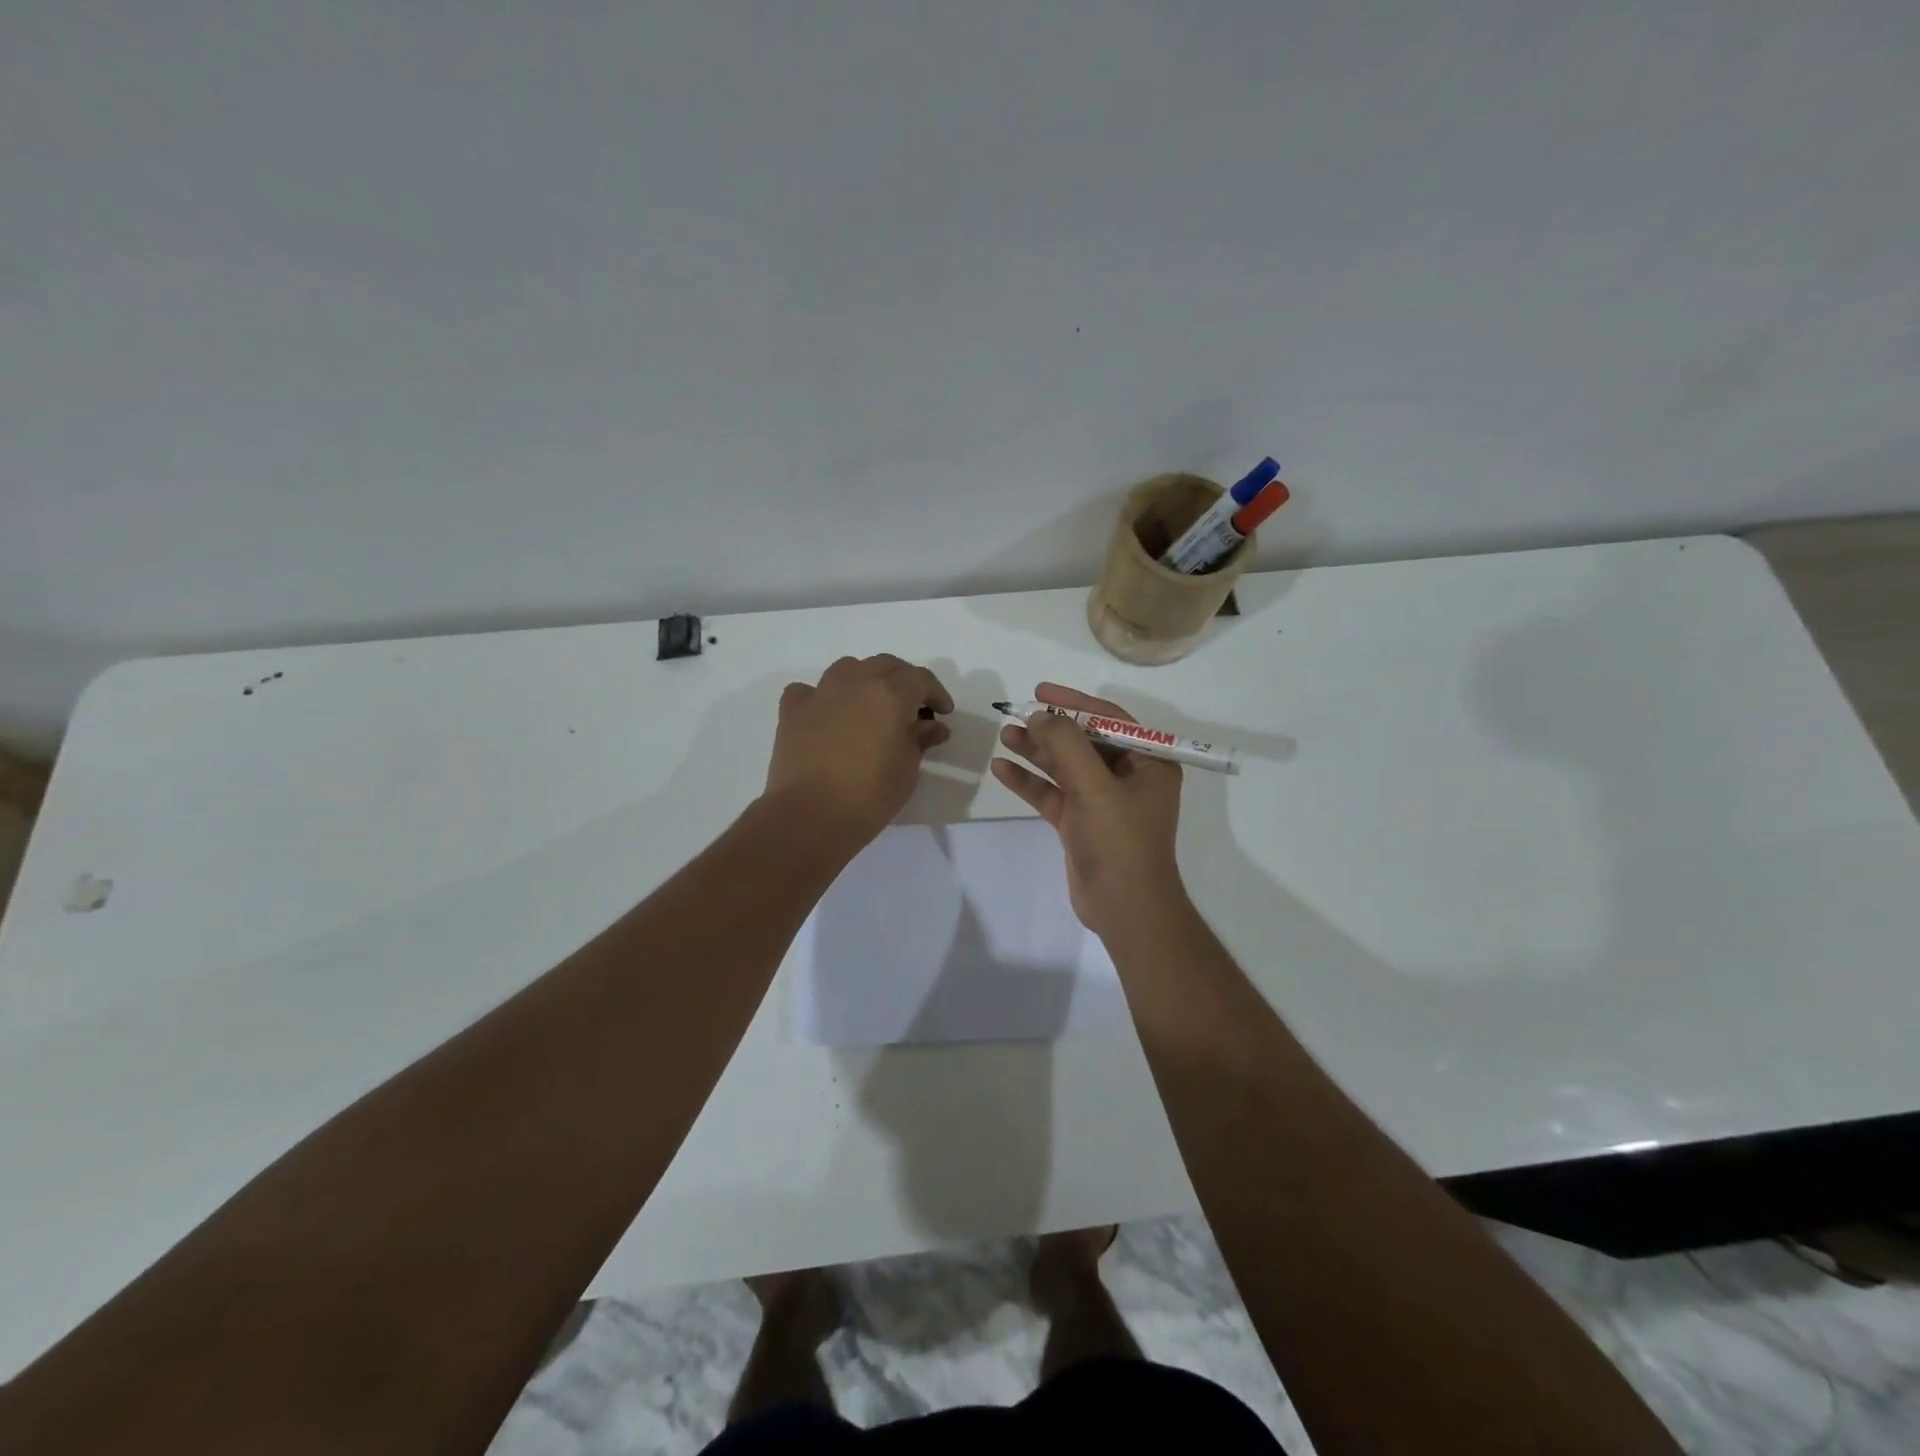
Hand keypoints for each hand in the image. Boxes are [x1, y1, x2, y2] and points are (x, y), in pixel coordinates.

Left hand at [765, 655, 953, 848]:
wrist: (810, 816)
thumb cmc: (870, 795)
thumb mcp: (907, 769)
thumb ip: (920, 740)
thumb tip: (932, 726)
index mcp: (890, 694)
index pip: (920, 679)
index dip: (936, 692)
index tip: (943, 712)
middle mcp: (855, 682)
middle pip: (885, 665)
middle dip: (903, 681)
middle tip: (911, 706)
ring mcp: (820, 693)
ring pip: (848, 669)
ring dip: (864, 680)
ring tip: (870, 704)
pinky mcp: (792, 710)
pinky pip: (809, 691)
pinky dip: (821, 697)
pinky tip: (827, 714)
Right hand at [990, 683, 1185, 936]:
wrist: (1124, 909)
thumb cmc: (1120, 841)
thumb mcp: (1094, 786)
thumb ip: (1066, 745)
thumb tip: (1041, 714)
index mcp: (1148, 763)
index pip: (1110, 720)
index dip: (1074, 702)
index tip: (1040, 691)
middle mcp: (1128, 778)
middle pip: (1084, 742)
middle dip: (1050, 729)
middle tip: (1016, 715)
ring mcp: (1102, 802)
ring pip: (1065, 767)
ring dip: (1036, 752)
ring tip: (1005, 735)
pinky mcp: (1081, 823)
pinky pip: (1054, 793)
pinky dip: (1030, 782)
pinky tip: (1002, 769)